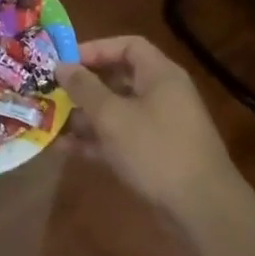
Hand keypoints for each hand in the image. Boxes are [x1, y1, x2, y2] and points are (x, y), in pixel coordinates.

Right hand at [56, 36, 240, 218]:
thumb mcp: (112, 116)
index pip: (128, 46)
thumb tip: (62, 66)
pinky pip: (121, 138)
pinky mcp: (156, 156)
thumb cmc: (156, 149)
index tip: (66, 62)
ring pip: (117, 111)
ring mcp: (160, 127)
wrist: (203, 209)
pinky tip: (65, 148)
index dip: (96, 49)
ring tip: (51, 120)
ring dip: (85, 116)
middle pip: (119, 78)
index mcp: (160, 75)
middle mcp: (162, 95)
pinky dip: (96, 141)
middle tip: (53, 91)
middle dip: (85, 85)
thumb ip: (84, 88)